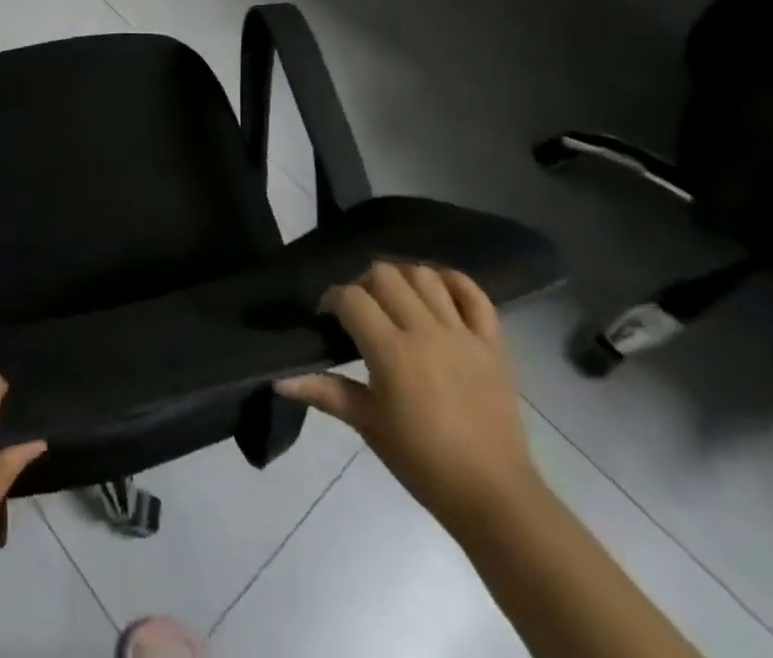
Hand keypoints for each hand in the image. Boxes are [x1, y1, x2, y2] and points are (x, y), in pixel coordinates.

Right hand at [275, 263, 541, 536]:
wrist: (494, 497)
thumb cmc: (423, 463)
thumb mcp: (368, 426)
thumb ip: (325, 391)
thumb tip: (278, 380)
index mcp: (392, 351)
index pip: (351, 298)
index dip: (332, 299)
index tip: (328, 317)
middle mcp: (426, 331)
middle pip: (384, 275)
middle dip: (364, 283)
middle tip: (361, 309)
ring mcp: (462, 334)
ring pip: (425, 276)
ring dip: (403, 279)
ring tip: (396, 301)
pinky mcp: (492, 344)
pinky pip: (474, 294)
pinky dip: (454, 283)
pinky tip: (438, 291)